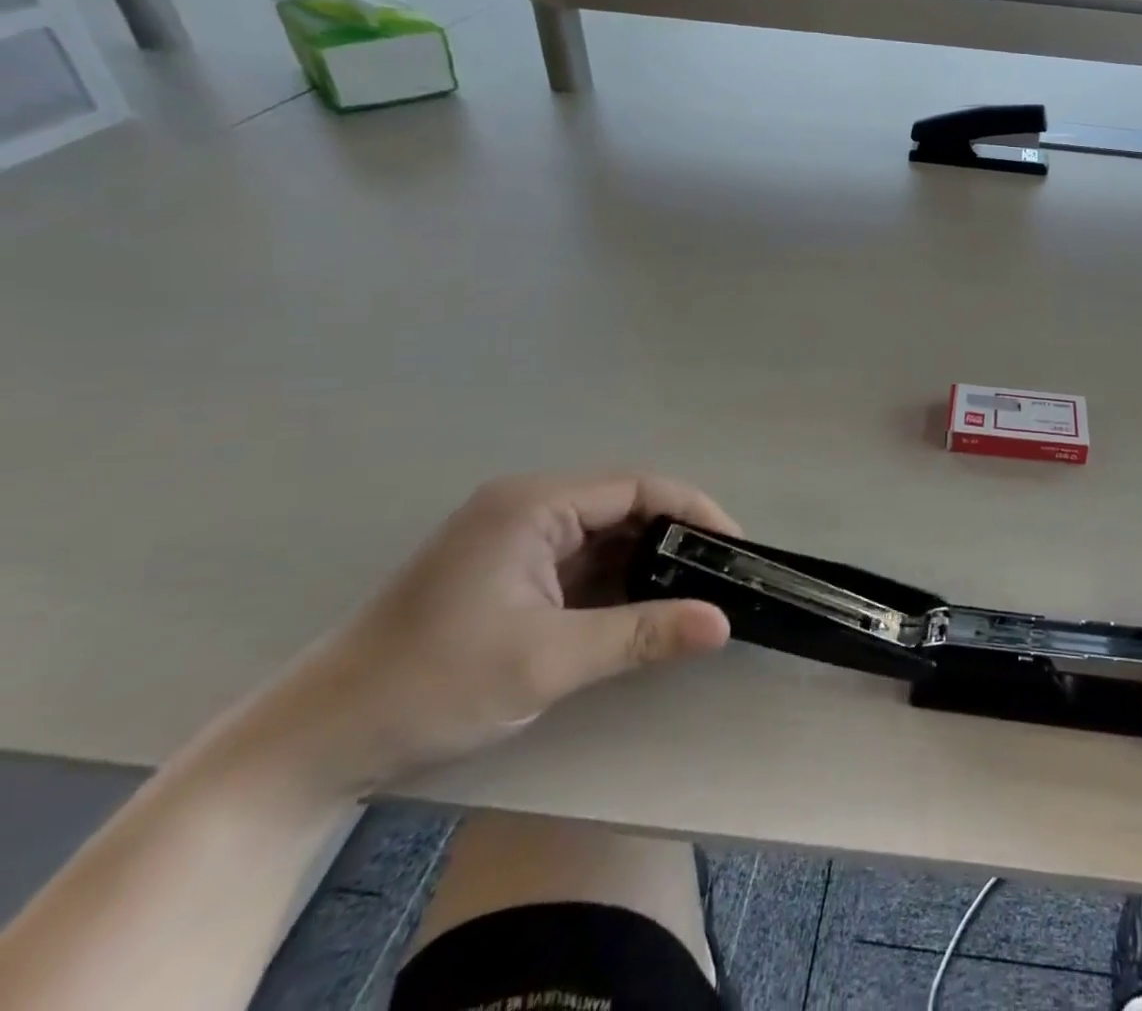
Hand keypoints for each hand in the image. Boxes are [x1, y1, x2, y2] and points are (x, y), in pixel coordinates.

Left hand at [253, 473, 737, 799]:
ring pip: (605, 537)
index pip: (637, 488)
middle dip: (675, 540)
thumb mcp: (549, 660)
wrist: (315, 744)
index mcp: (534, 505)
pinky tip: (643, 610)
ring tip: (693, 595)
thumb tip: (723, 623)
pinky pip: (582, 564)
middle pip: (624, 507)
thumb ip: (642, 634)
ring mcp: (516, 539)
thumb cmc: (434, 683)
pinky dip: (616, 584)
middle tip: (720, 577)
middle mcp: (528, 507)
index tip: (734, 549)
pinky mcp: (510, 572)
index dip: (693, 512)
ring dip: (647, 565)